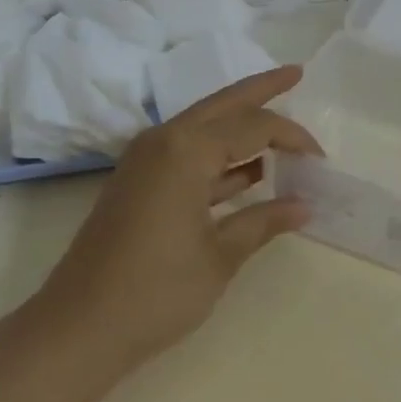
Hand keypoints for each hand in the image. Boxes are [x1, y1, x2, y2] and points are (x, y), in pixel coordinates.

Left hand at [31, 67, 320, 375]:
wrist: (78, 328)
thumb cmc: (156, 291)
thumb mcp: (220, 256)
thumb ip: (263, 221)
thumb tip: (304, 205)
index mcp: (187, 149)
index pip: (253, 126)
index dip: (292, 136)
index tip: (321, 159)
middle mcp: (164, 140)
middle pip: (224, 104)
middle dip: (261, 89)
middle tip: (295, 73)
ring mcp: (146, 159)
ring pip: (204, 125)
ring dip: (241, 124)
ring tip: (279, 124)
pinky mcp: (139, 181)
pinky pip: (189, 152)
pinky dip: (220, 156)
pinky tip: (249, 171)